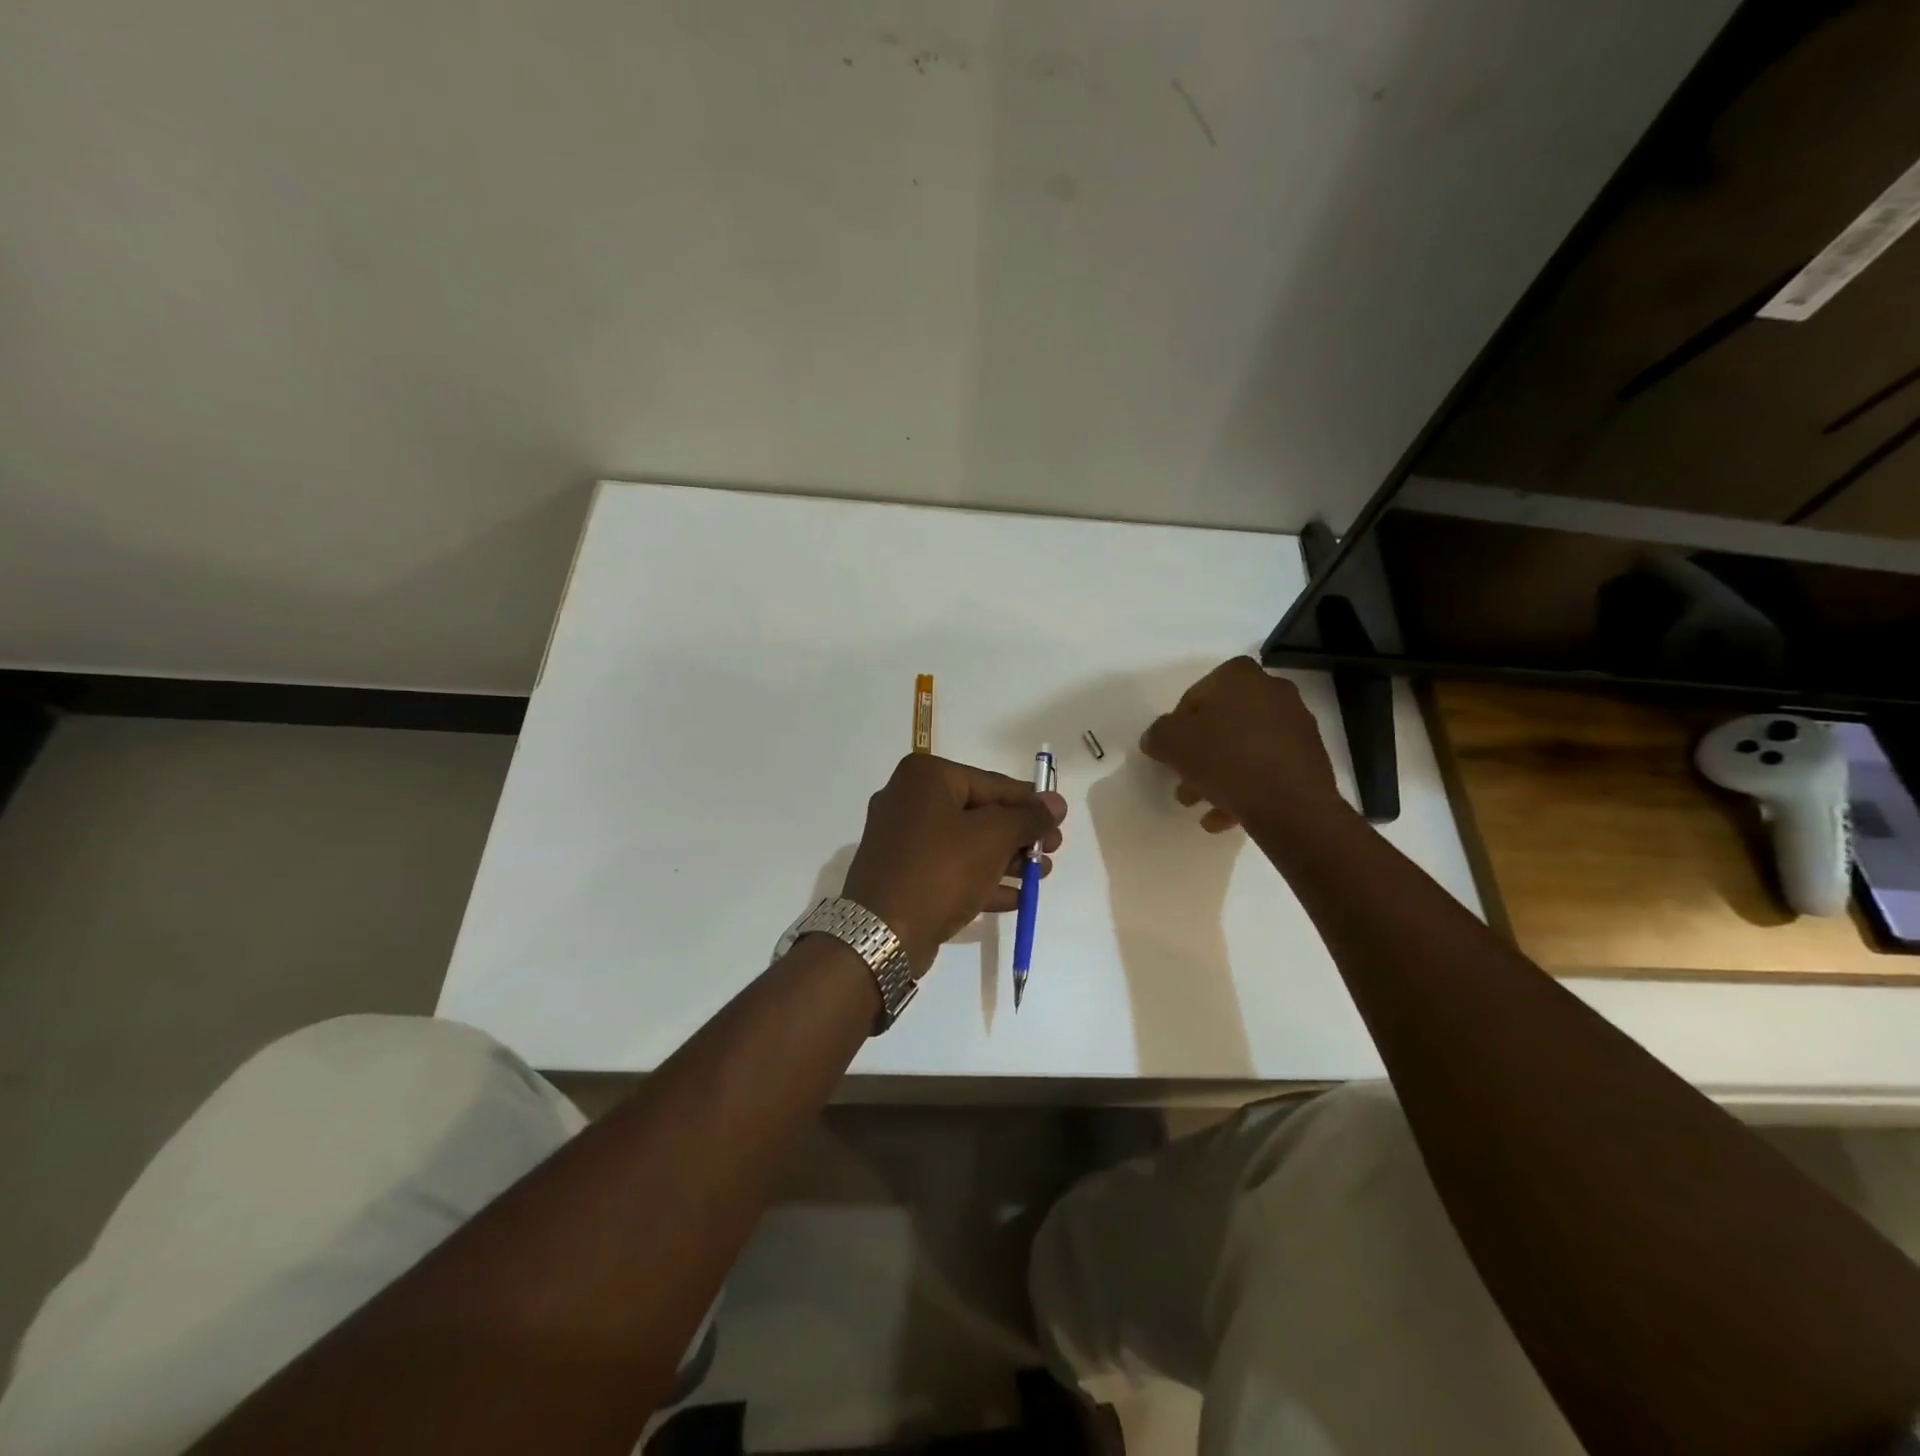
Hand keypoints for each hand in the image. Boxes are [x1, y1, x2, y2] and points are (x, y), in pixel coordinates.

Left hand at [842, 755, 1067, 974]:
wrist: (882, 933)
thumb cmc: (941, 870)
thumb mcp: (993, 838)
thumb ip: (1028, 818)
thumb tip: (1056, 802)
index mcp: (926, 777)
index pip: (992, 783)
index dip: (1030, 803)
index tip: (1059, 821)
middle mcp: (909, 800)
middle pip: (979, 813)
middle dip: (1019, 835)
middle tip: (1052, 851)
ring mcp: (902, 840)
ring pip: (966, 843)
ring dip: (1005, 859)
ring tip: (1041, 876)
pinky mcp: (902, 874)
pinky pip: (950, 868)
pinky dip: (981, 879)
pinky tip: (1015, 897)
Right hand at [1140, 657, 1344, 832]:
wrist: (1291, 804)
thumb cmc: (1226, 760)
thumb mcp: (1172, 744)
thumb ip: (1158, 735)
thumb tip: (1157, 738)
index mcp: (1239, 676)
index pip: (1196, 694)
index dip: (1178, 725)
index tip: (1172, 752)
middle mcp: (1272, 690)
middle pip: (1222, 722)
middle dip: (1200, 754)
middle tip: (1184, 781)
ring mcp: (1295, 724)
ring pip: (1244, 747)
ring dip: (1220, 774)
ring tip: (1202, 804)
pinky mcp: (1309, 757)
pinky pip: (1266, 767)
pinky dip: (1246, 786)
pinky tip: (1226, 816)